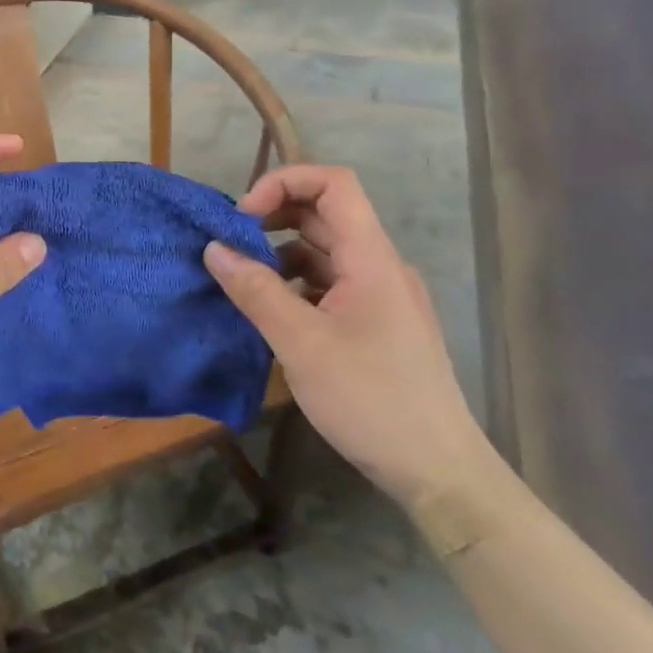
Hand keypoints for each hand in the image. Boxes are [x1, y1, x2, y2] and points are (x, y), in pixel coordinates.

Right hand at [204, 165, 487, 504]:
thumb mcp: (300, 343)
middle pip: (326, 214)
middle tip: (230, 244)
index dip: (284, 182)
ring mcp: (381, 296)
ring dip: (280, 253)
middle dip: (273, 217)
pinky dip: (295, 283)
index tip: (242, 216)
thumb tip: (214, 248)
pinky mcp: (377, 324)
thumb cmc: (370, 399)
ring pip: (325, 251)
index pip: (333, 184)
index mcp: (370, 259)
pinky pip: (330, 284)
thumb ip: (255, 290)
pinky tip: (271, 312)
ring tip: (242, 280)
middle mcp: (379, 266)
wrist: (438, 471)